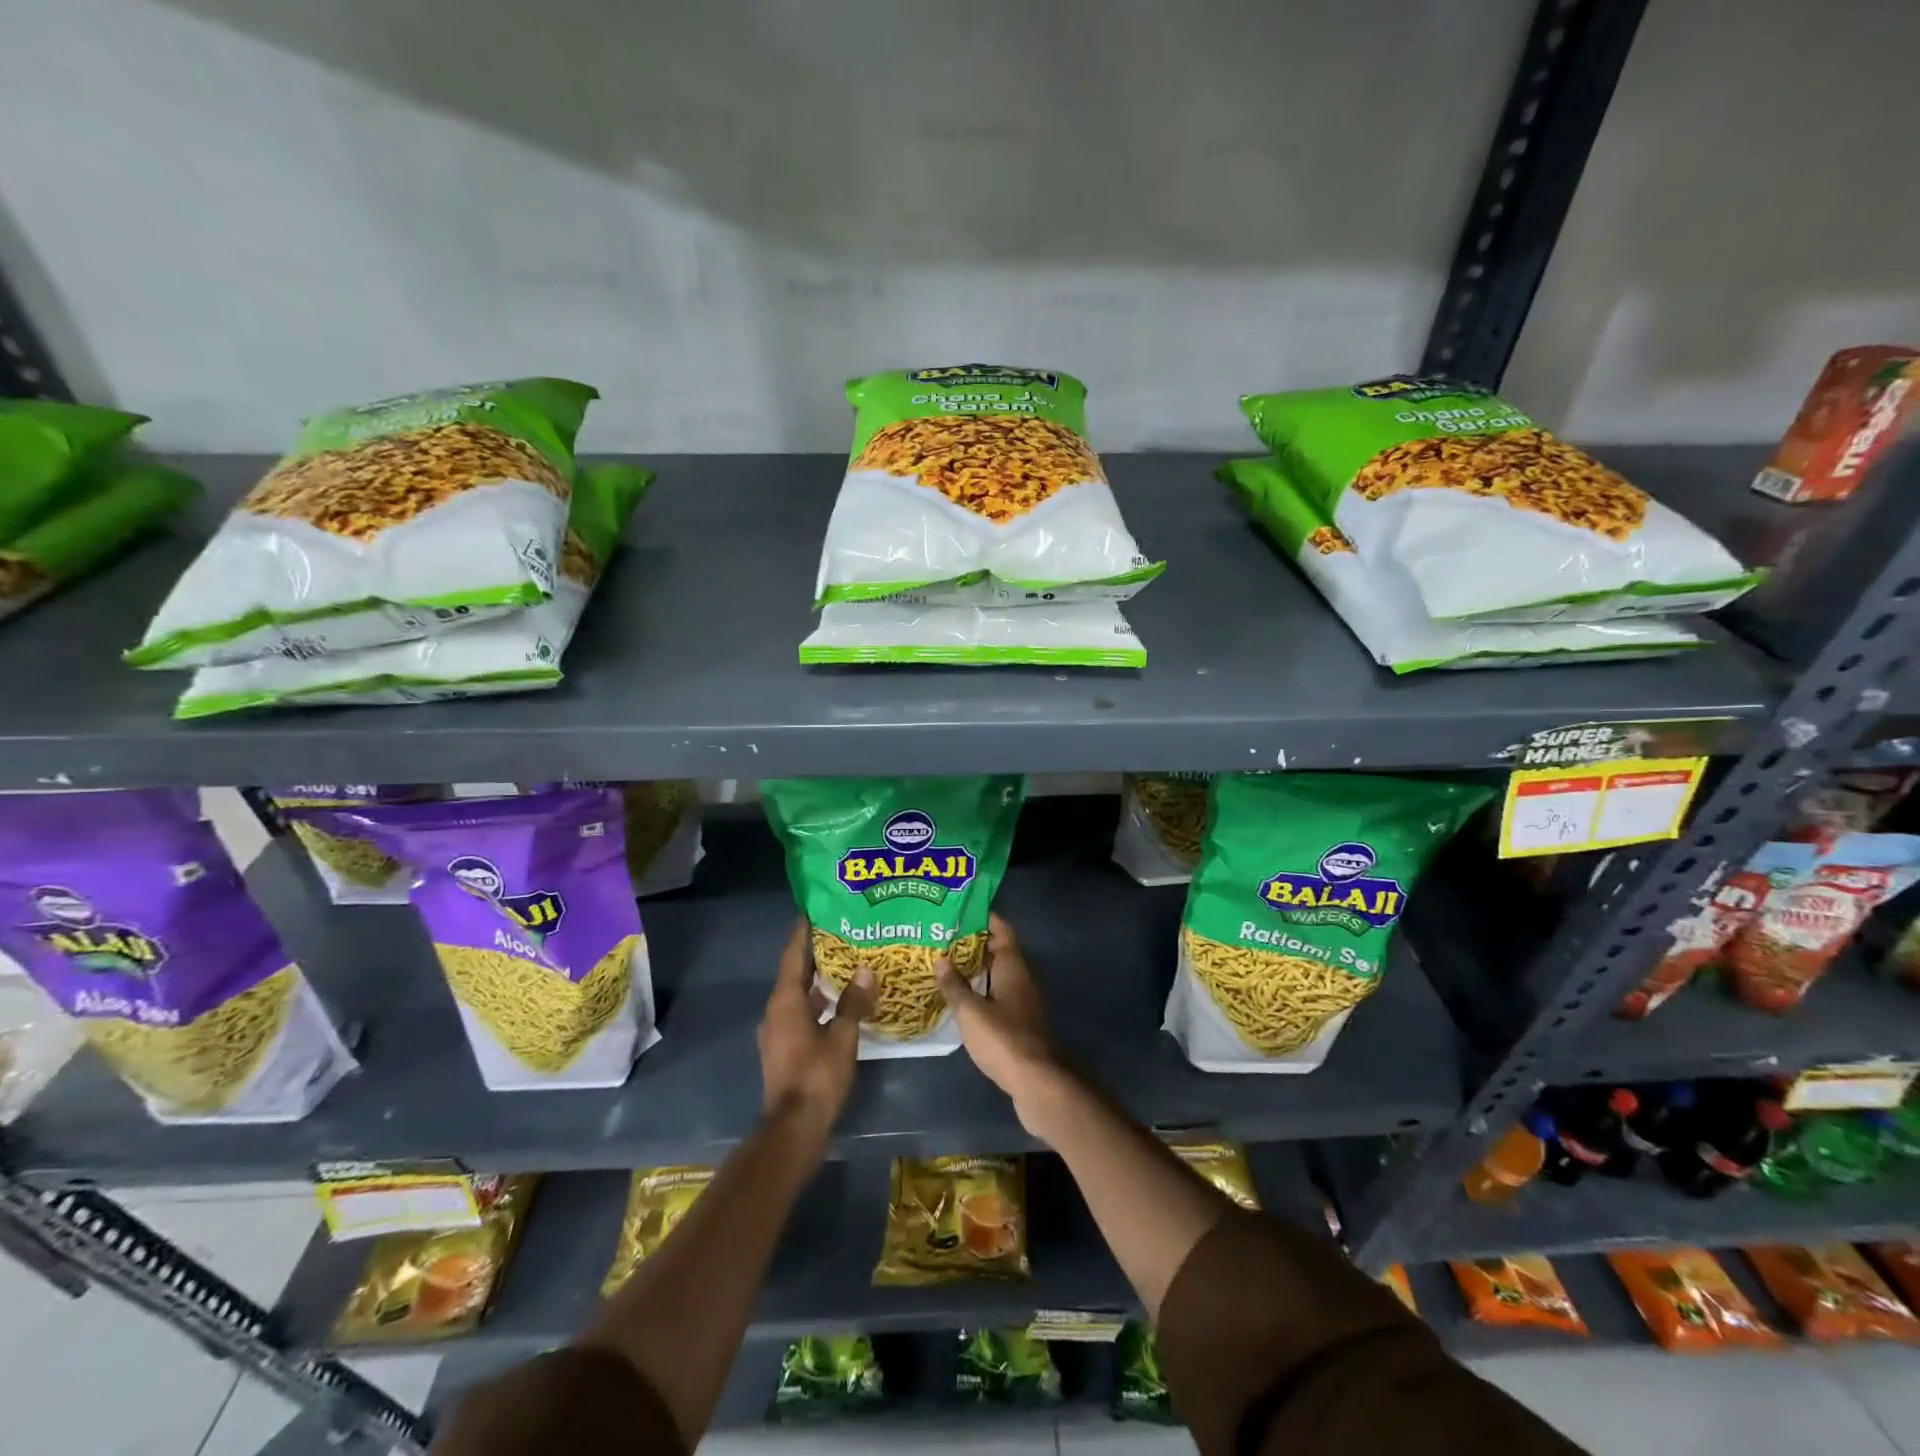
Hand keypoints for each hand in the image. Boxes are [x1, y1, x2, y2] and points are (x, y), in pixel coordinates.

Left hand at [758, 921, 872, 1133]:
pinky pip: (800, 1012)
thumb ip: (853, 1003)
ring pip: (797, 994)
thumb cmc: (817, 1077)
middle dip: (815, 953)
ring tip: (845, 962)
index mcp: (786, 1002)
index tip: (814, 909)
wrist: (793, 1127)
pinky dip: (817, 1000)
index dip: (802, 932)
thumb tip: (866, 971)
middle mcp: (776, 1011)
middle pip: (794, 973)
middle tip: (840, 931)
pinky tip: (838, 1001)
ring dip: (817, 978)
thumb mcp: (842, 1037)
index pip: (793, 956)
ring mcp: (777, 1031)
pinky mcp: (784, 1047)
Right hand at [935, 913, 1071, 1137]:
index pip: (1002, 931)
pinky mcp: (1018, 1026)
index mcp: (1013, 969)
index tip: (961, 910)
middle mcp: (1020, 981)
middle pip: (998, 953)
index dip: (985, 918)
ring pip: (996, 977)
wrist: (1038, 1084)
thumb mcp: (972, 1012)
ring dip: (975, 971)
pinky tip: (958, 1001)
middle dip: (973, 944)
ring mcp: (1022, 1004)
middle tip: (942, 938)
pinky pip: (996, 999)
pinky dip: (979, 994)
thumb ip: (955, 986)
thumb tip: (941, 959)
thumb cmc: (1004, 1040)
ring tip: (944, 966)